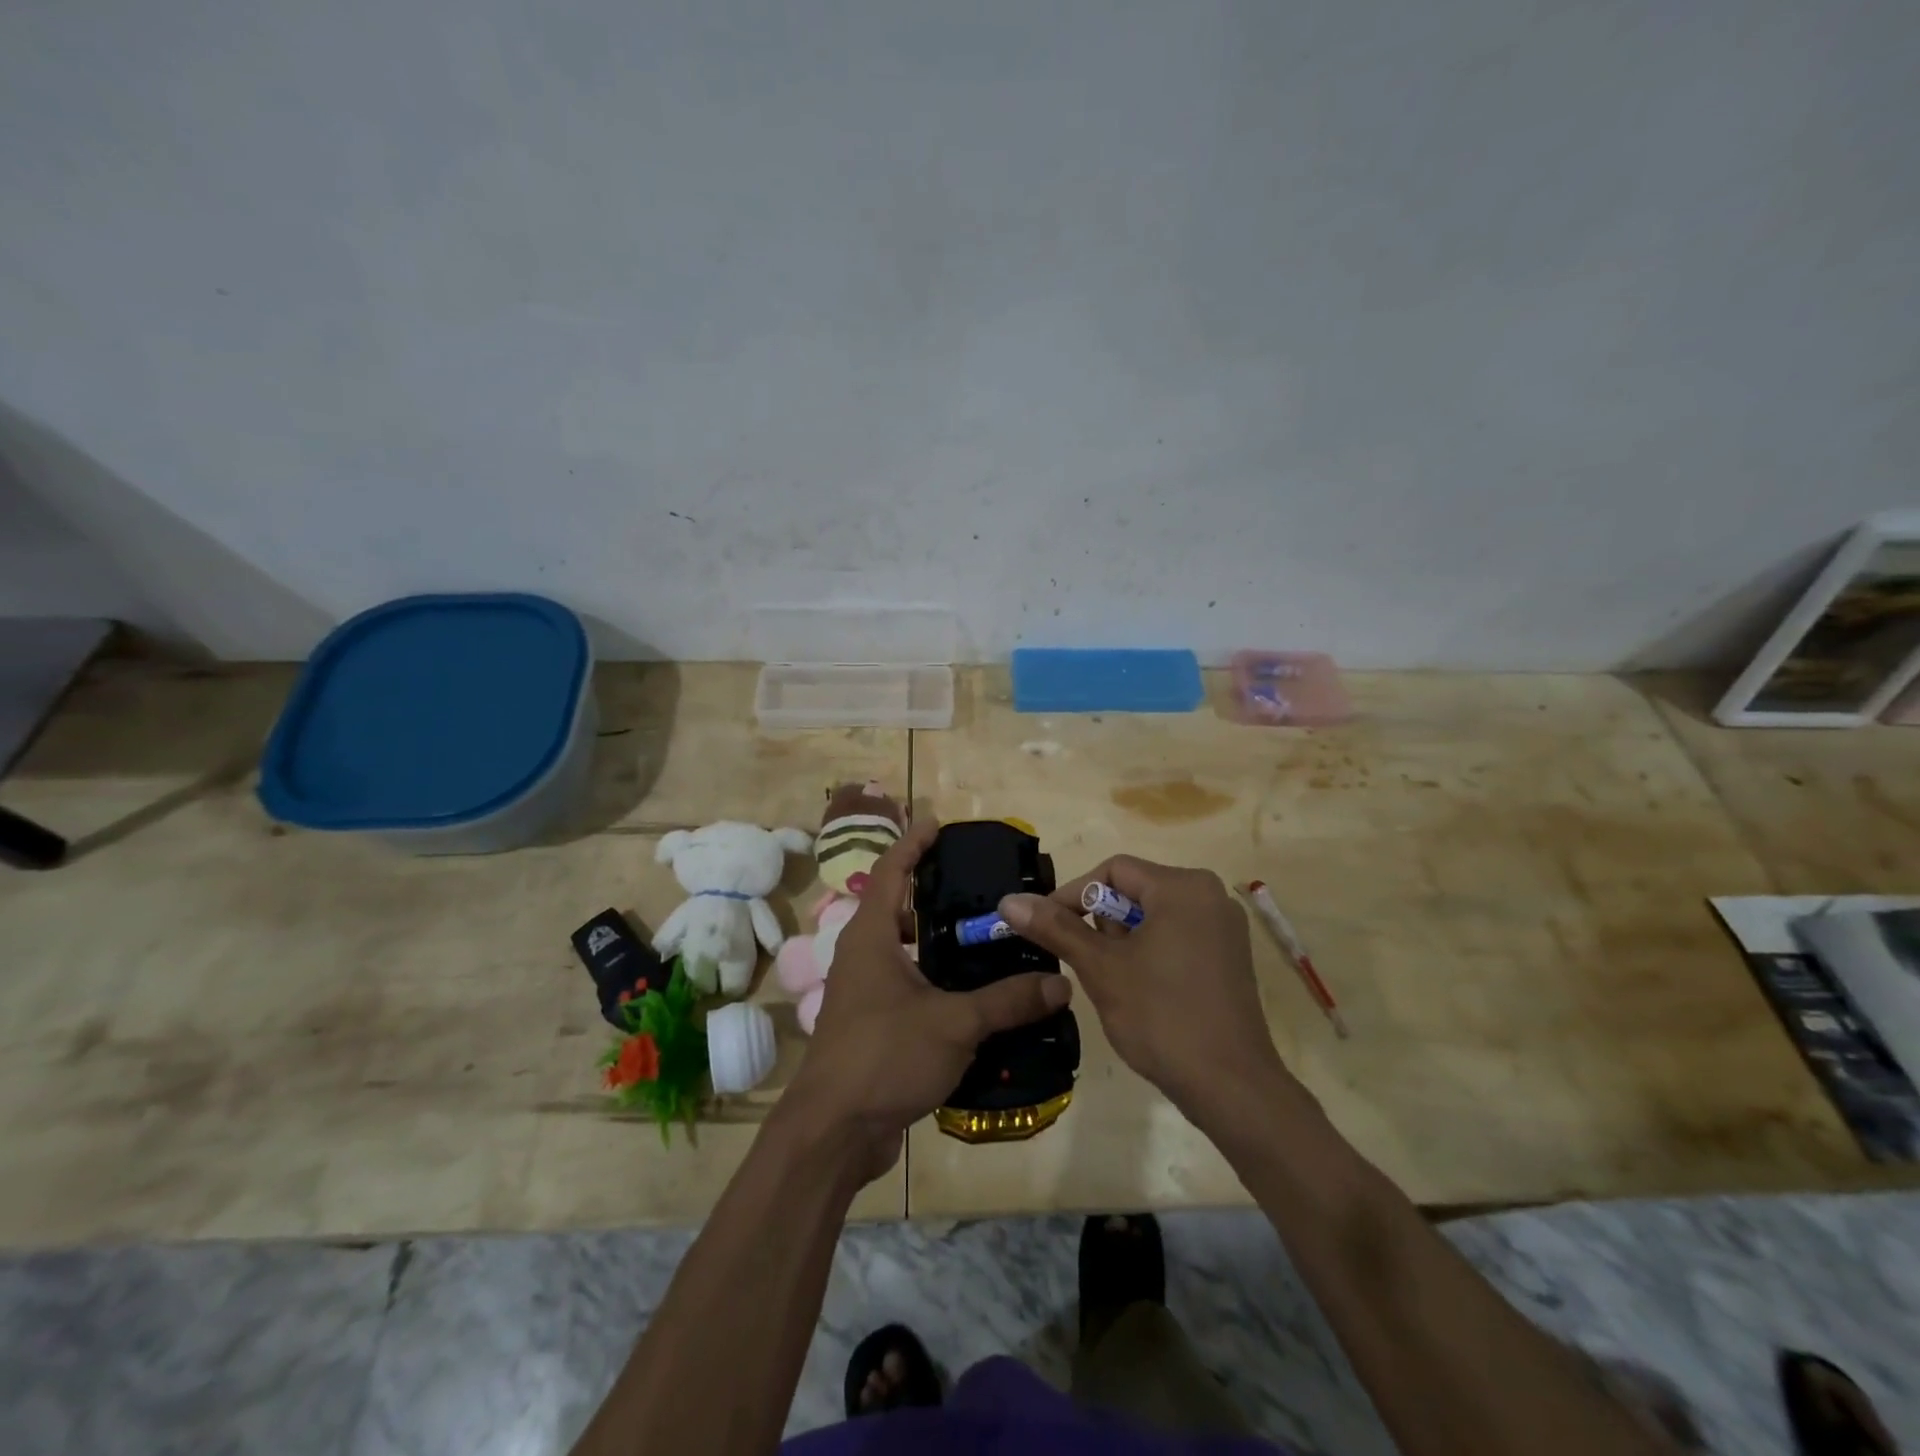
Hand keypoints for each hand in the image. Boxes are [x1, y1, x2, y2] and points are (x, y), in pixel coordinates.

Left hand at [781, 815, 1071, 1181]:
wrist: (833, 1132)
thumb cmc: (884, 1056)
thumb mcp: (954, 1023)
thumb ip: (1008, 1000)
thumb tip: (1061, 983)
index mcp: (871, 937)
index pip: (890, 870)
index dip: (913, 842)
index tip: (939, 823)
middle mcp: (863, 956)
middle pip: (898, 908)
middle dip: (934, 893)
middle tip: (981, 887)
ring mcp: (865, 992)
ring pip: (905, 950)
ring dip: (939, 941)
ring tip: (986, 937)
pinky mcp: (874, 1025)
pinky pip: (909, 986)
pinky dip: (937, 979)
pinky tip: (974, 994)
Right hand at [1000, 856, 1290, 1117]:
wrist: (1232, 1088)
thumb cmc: (1162, 1017)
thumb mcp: (1100, 968)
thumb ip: (1055, 928)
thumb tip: (1009, 900)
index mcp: (1183, 886)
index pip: (1113, 871)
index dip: (1074, 895)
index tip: (1047, 928)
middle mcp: (1210, 895)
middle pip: (1135, 891)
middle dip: (1101, 924)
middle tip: (1087, 963)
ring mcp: (1225, 928)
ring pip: (1154, 916)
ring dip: (1124, 942)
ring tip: (1114, 983)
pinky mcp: (1230, 958)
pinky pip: (1177, 937)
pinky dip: (1150, 953)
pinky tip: (1142, 992)